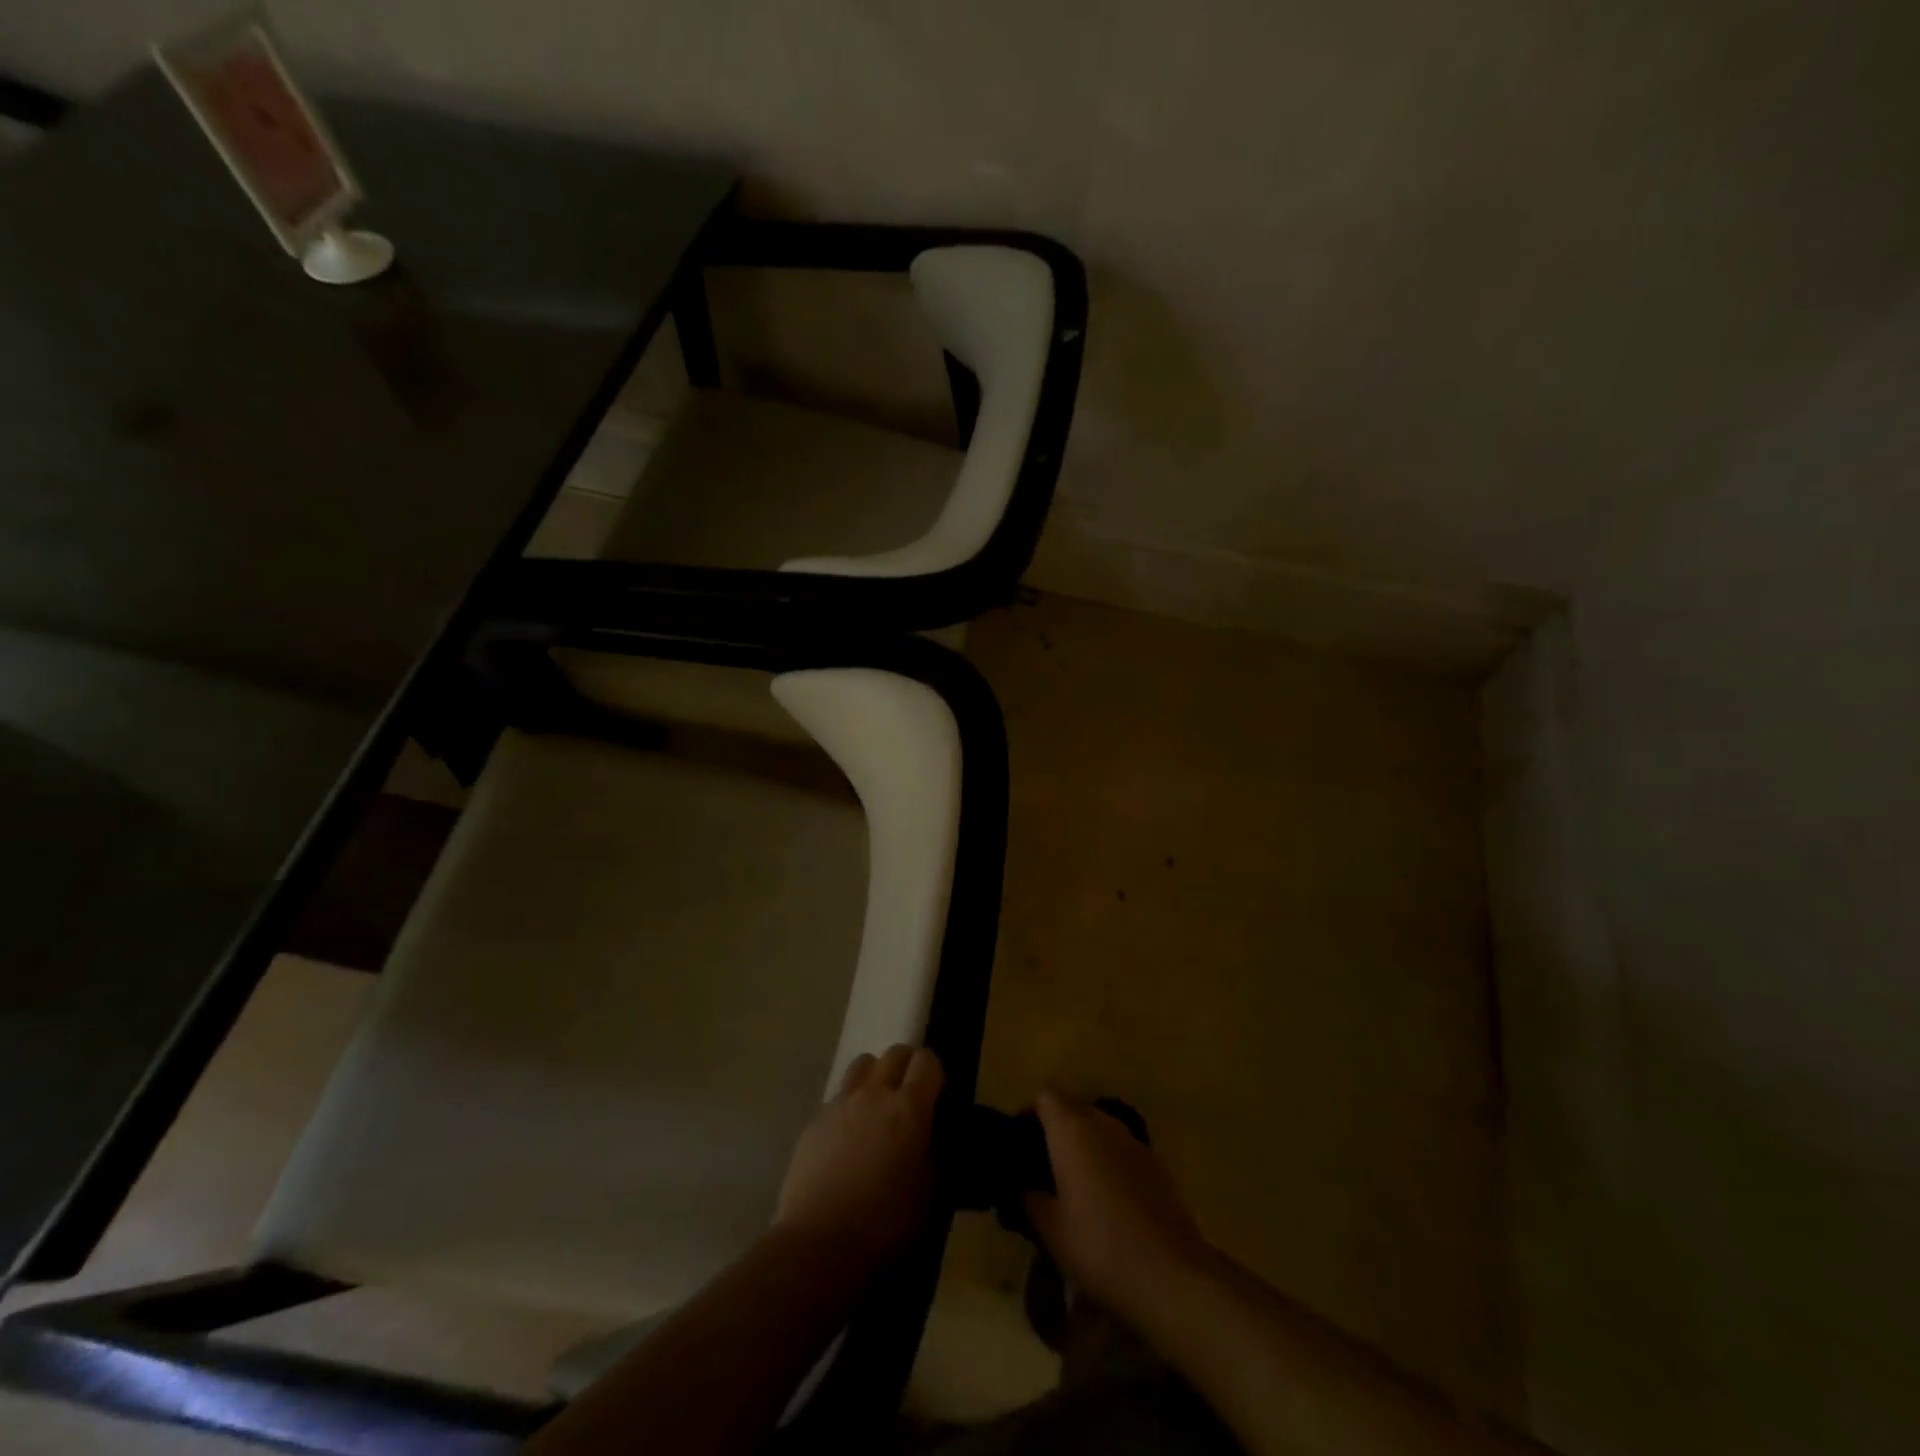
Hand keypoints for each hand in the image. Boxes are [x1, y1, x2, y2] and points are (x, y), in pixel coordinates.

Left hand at [775, 1045, 942, 1274]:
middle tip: (909, 1095)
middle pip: (894, 1053)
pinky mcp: (814, 1121)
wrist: (818, 1246)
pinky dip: (847, 1106)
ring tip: (875, 1107)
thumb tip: (929, 1137)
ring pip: (862, 1065)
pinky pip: (837, 1097)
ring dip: (874, 1076)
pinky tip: (845, 1139)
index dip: (934, 1072)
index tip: (936, 1093)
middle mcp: (874, 1094)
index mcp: (909, 1108)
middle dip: (906, 1066)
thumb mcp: (927, 1194)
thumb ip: (931, 1153)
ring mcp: (840, 1103)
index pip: (927, 1061)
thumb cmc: (884, 1225)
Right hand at [1024, 1090, 1210, 1319]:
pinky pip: (1121, 1149)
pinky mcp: (1155, 1163)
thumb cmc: (1099, 1247)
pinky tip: (1107, 1199)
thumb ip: (1029, 1198)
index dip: (1029, 1112)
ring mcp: (1133, 1141)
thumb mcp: (1050, 1230)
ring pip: (1099, 1128)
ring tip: (1074, 1183)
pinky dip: (1108, 1161)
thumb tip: (1022, 1185)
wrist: (1170, 1275)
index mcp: (1071, 1130)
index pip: (1045, 1097)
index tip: (1019, 1141)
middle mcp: (1102, 1124)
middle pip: (1073, 1108)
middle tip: (1043, 1166)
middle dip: (1056, 1129)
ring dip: (1084, 1145)